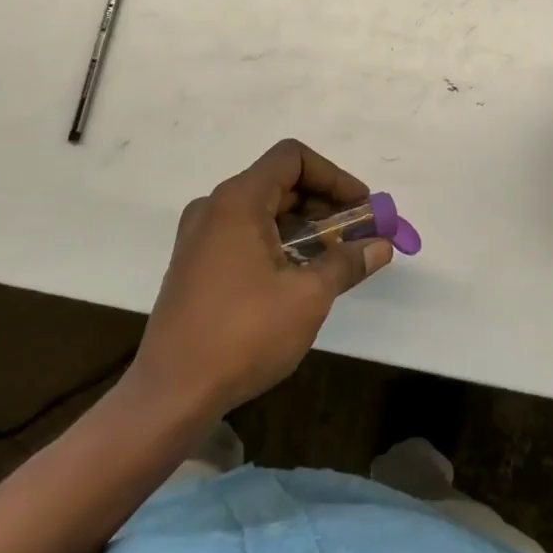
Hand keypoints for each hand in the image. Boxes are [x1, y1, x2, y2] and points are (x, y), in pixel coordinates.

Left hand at [132, 139, 391, 417]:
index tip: (361, 207)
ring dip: (304, 225)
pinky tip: (299, 276)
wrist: (170, 395)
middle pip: (279, 182)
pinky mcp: (194, 265)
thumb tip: (381, 245)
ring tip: (334, 258)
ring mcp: (199, 237)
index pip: (293, 158)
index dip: (334, 176)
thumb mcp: (308, 297)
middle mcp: (214, 207)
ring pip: (263, 210)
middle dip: (324, 203)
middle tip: (357, 234)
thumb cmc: (243, 334)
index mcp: (238, 201)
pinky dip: (278, 241)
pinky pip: (245, 234)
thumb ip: (347, 262)